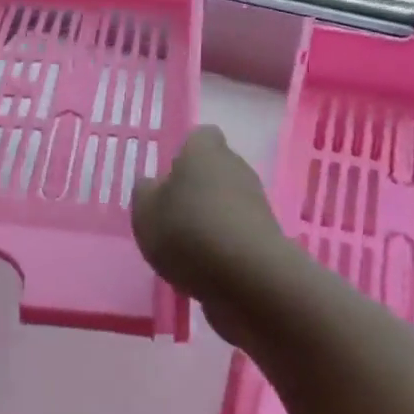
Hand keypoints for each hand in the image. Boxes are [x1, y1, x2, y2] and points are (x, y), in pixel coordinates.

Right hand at [131, 126, 285, 338]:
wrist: (248, 277)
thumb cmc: (187, 231)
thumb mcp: (145, 212)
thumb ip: (145, 193)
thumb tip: (153, 185)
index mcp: (204, 150)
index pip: (200, 136)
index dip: (184, 154)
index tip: (169, 178)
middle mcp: (236, 166)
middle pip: (215, 170)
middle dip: (197, 189)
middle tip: (173, 217)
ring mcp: (256, 201)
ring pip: (227, 201)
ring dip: (211, 219)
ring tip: (188, 249)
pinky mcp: (268, 235)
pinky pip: (238, 232)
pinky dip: (225, 244)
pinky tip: (208, 267)